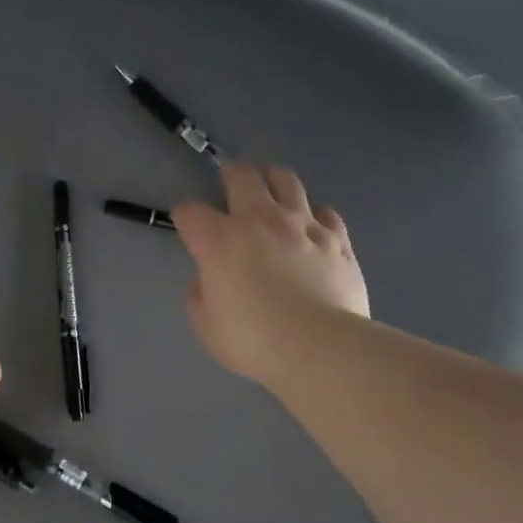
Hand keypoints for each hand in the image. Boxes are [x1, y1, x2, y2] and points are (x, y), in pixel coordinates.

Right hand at [172, 163, 368, 386]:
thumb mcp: (207, 327)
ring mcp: (303, 225)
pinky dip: (314, 214)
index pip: (191, 212)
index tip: (187, 225)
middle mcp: (260, 220)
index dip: (185, 216)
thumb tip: (205, 281)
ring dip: (273, 180)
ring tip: (271, 189)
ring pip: (286, 180)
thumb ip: (200, 297)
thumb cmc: (253, 341)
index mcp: (220, 241)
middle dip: (230, 175)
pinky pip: (325, 212)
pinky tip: (312, 226)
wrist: (319, 347)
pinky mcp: (337, 238)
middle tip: (230, 184)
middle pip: (242, 176)